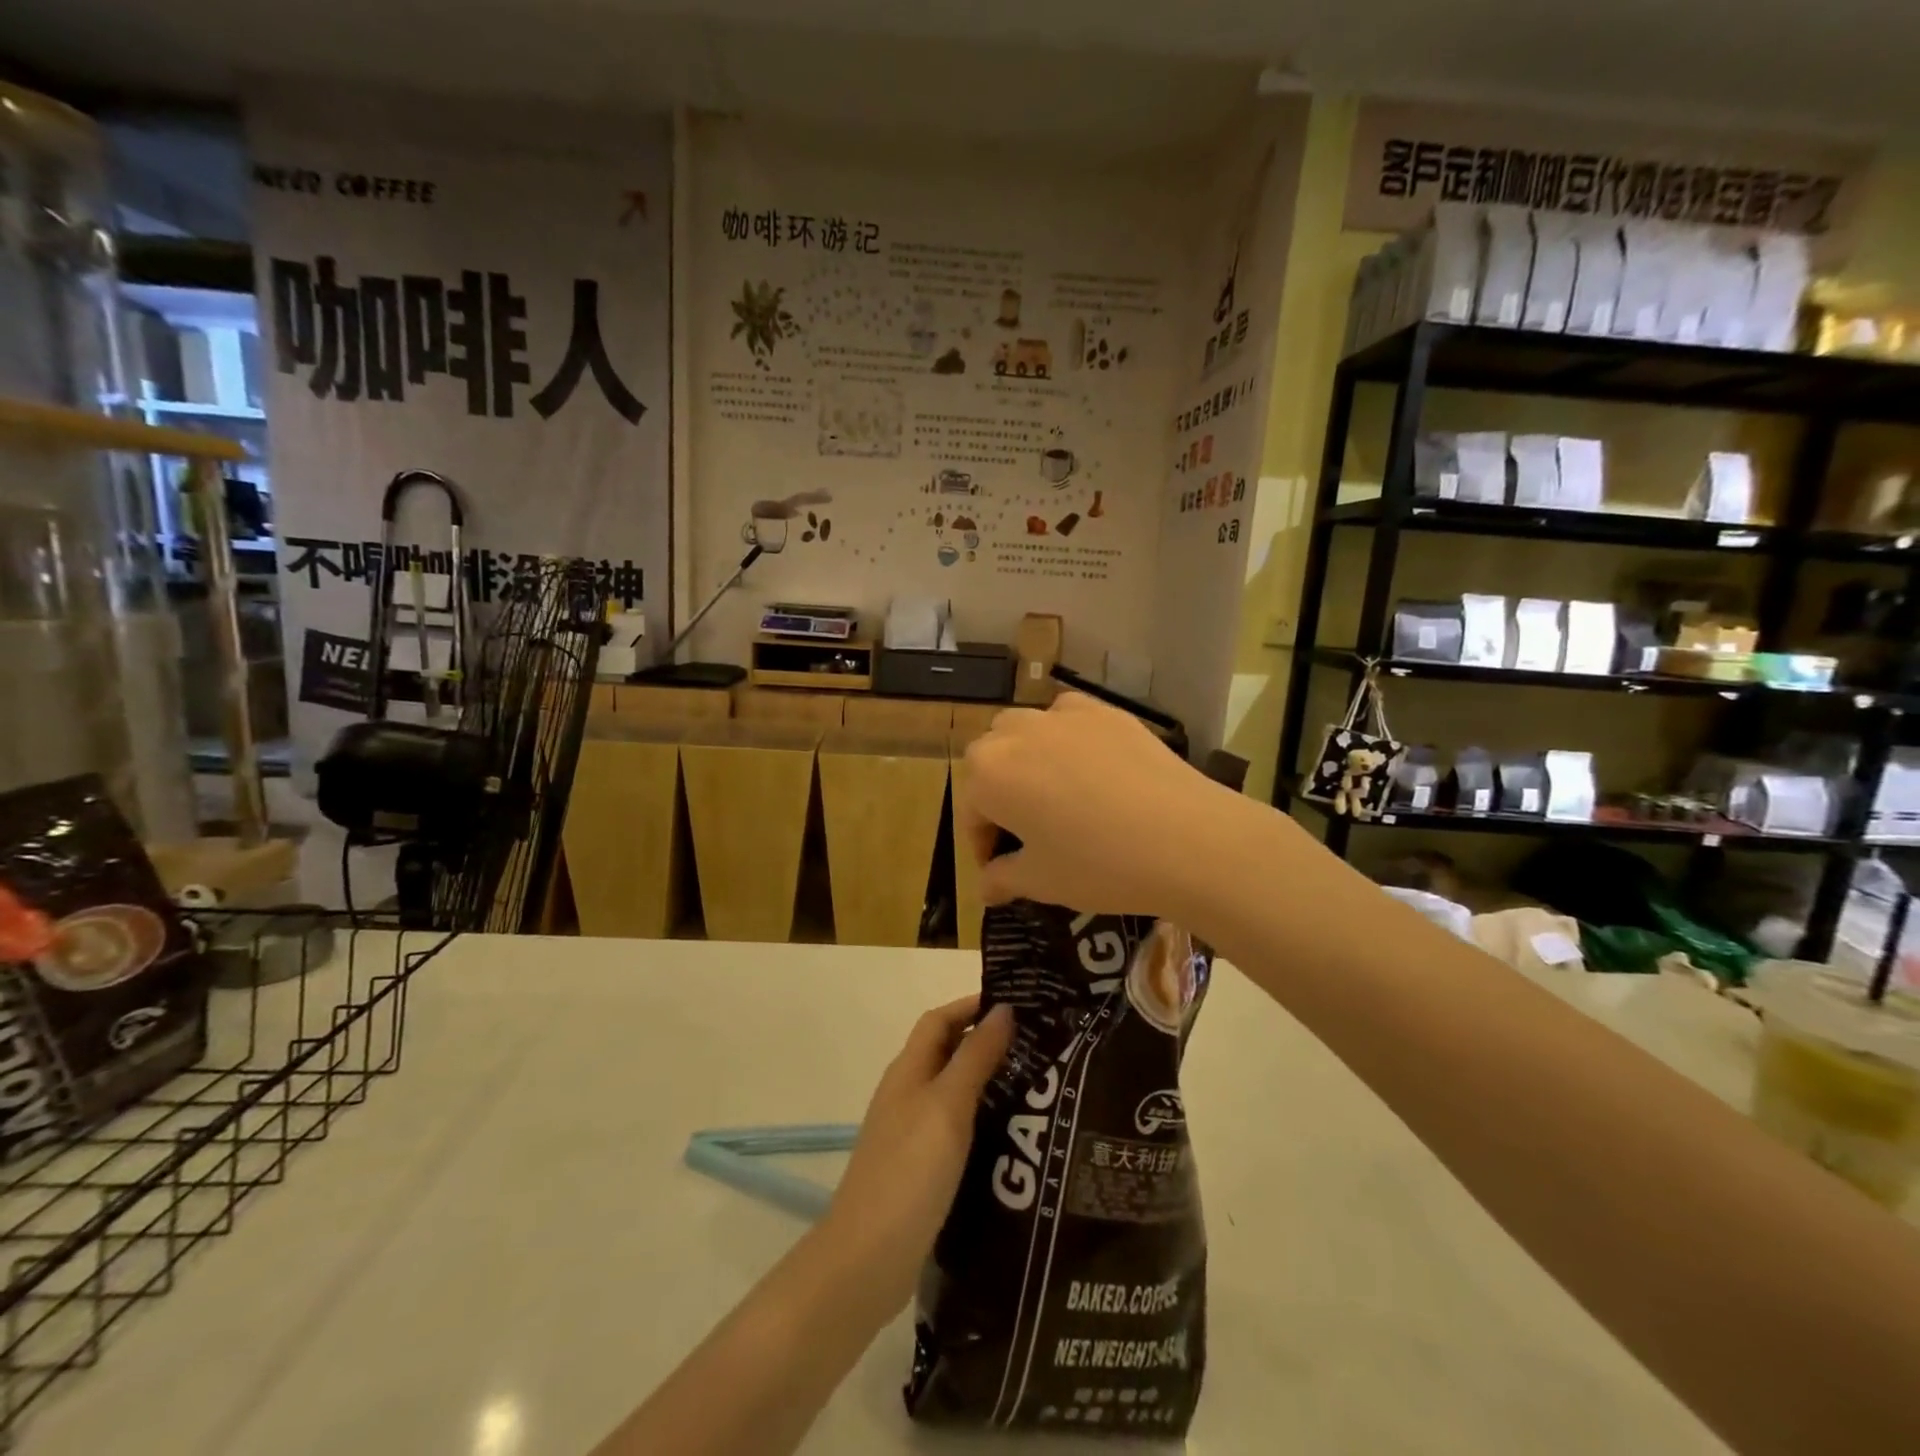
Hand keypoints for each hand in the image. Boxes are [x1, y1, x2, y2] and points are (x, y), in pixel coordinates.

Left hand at [824, 997, 1013, 1311]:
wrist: (867, 1259)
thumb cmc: (910, 1170)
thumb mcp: (948, 1105)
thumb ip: (975, 1057)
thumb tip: (1003, 1009)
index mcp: (908, 1070)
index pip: (939, 1019)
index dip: (972, 1006)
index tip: (1017, 1005)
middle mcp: (906, 1094)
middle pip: (946, 1053)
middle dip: (986, 1042)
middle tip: (1038, 1047)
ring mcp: (910, 1134)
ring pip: (953, 1092)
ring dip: (988, 1083)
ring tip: (1036, 1088)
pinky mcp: (919, 1170)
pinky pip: (955, 1130)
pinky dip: (981, 1123)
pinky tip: (1011, 1139)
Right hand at [958, 693, 1237, 917]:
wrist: (1186, 839)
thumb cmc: (1100, 865)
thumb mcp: (1042, 881)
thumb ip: (1002, 878)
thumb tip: (985, 887)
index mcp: (990, 775)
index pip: (971, 810)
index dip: (981, 843)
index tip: (1000, 869)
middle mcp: (1016, 734)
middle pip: (990, 760)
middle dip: (997, 793)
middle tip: (1025, 830)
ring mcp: (1063, 716)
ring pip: (1024, 730)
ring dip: (1025, 759)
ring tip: (1053, 794)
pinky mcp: (1104, 712)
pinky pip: (1067, 719)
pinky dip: (1064, 738)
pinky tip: (1088, 768)